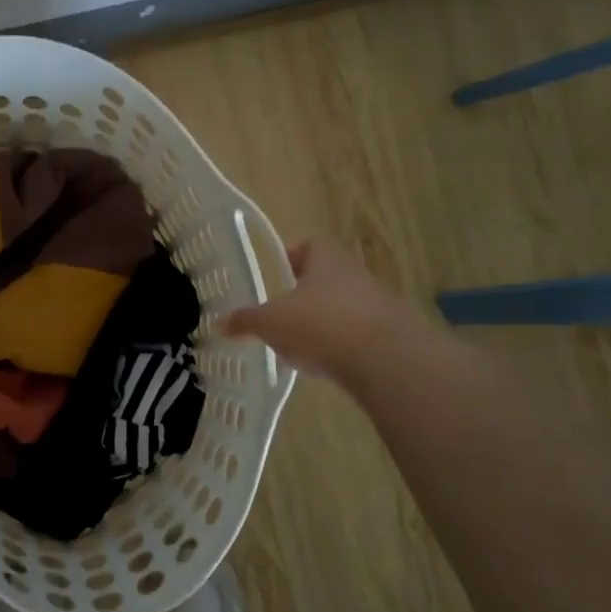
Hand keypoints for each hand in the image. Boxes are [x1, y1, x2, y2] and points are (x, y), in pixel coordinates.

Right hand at [223, 240, 440, 382]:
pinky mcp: (391, 336)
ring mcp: (378, 304)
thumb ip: (246, 321)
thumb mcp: (271, 322)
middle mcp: (355, 274)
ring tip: (301, 345)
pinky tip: (327, 365)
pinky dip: (343, 347)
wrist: (386, 359)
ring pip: (344, 307)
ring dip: (325, 322)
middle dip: (306, 294)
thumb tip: (219, 323)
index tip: (277, 274)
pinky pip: (359, 336)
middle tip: (283, 313)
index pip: (310, 246)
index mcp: (326, 259)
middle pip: (328, 277)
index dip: (292, 257)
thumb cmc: (321, 324)